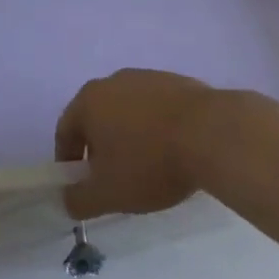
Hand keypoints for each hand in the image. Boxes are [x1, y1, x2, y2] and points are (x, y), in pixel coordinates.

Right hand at [54, 69, 220, 220]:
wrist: (213, 134)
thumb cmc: (150, 163)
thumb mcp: (108, 194)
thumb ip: (79, 200)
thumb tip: (67, 199)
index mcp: (88, 100)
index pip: (65, 131)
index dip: (68, 161)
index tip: (81, 185)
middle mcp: (113, 81)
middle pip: (96, 118)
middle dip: (100, 148)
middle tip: (113, 179)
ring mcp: (148, 77)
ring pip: (128, 112)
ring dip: (130, 137)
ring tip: (148, 167)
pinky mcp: (178, 82)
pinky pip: (157, 109)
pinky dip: (157, 129)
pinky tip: (174, 151)